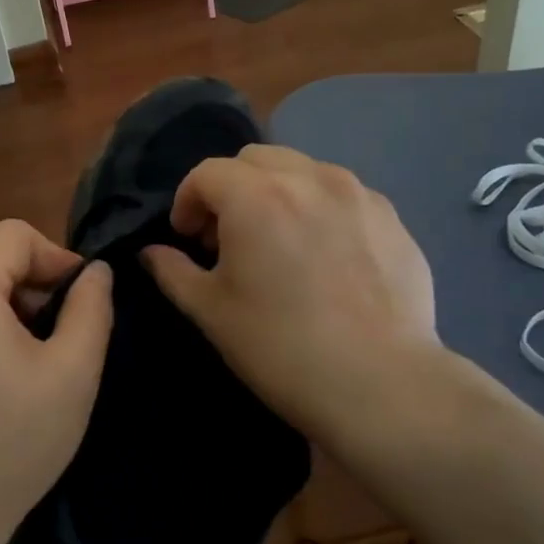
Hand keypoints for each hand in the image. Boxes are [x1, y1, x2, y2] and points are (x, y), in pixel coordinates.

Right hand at [141, 145, 450, 454]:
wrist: (380, 384)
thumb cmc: (280, 348)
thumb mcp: (211, 312)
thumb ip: (173, 271)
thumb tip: (152, 252)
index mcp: (256, 196)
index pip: (207, 173)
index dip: (187, 201)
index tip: (188, 238)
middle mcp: (309, 178)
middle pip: (255, 159)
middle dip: (231, 188)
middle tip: (229, 236)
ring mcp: (358, 194)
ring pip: (303, 169)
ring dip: (277, 192)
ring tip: (279, 241)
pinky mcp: (392, 218)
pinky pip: (343, 194)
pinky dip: (320, 208)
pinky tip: (325, 256)